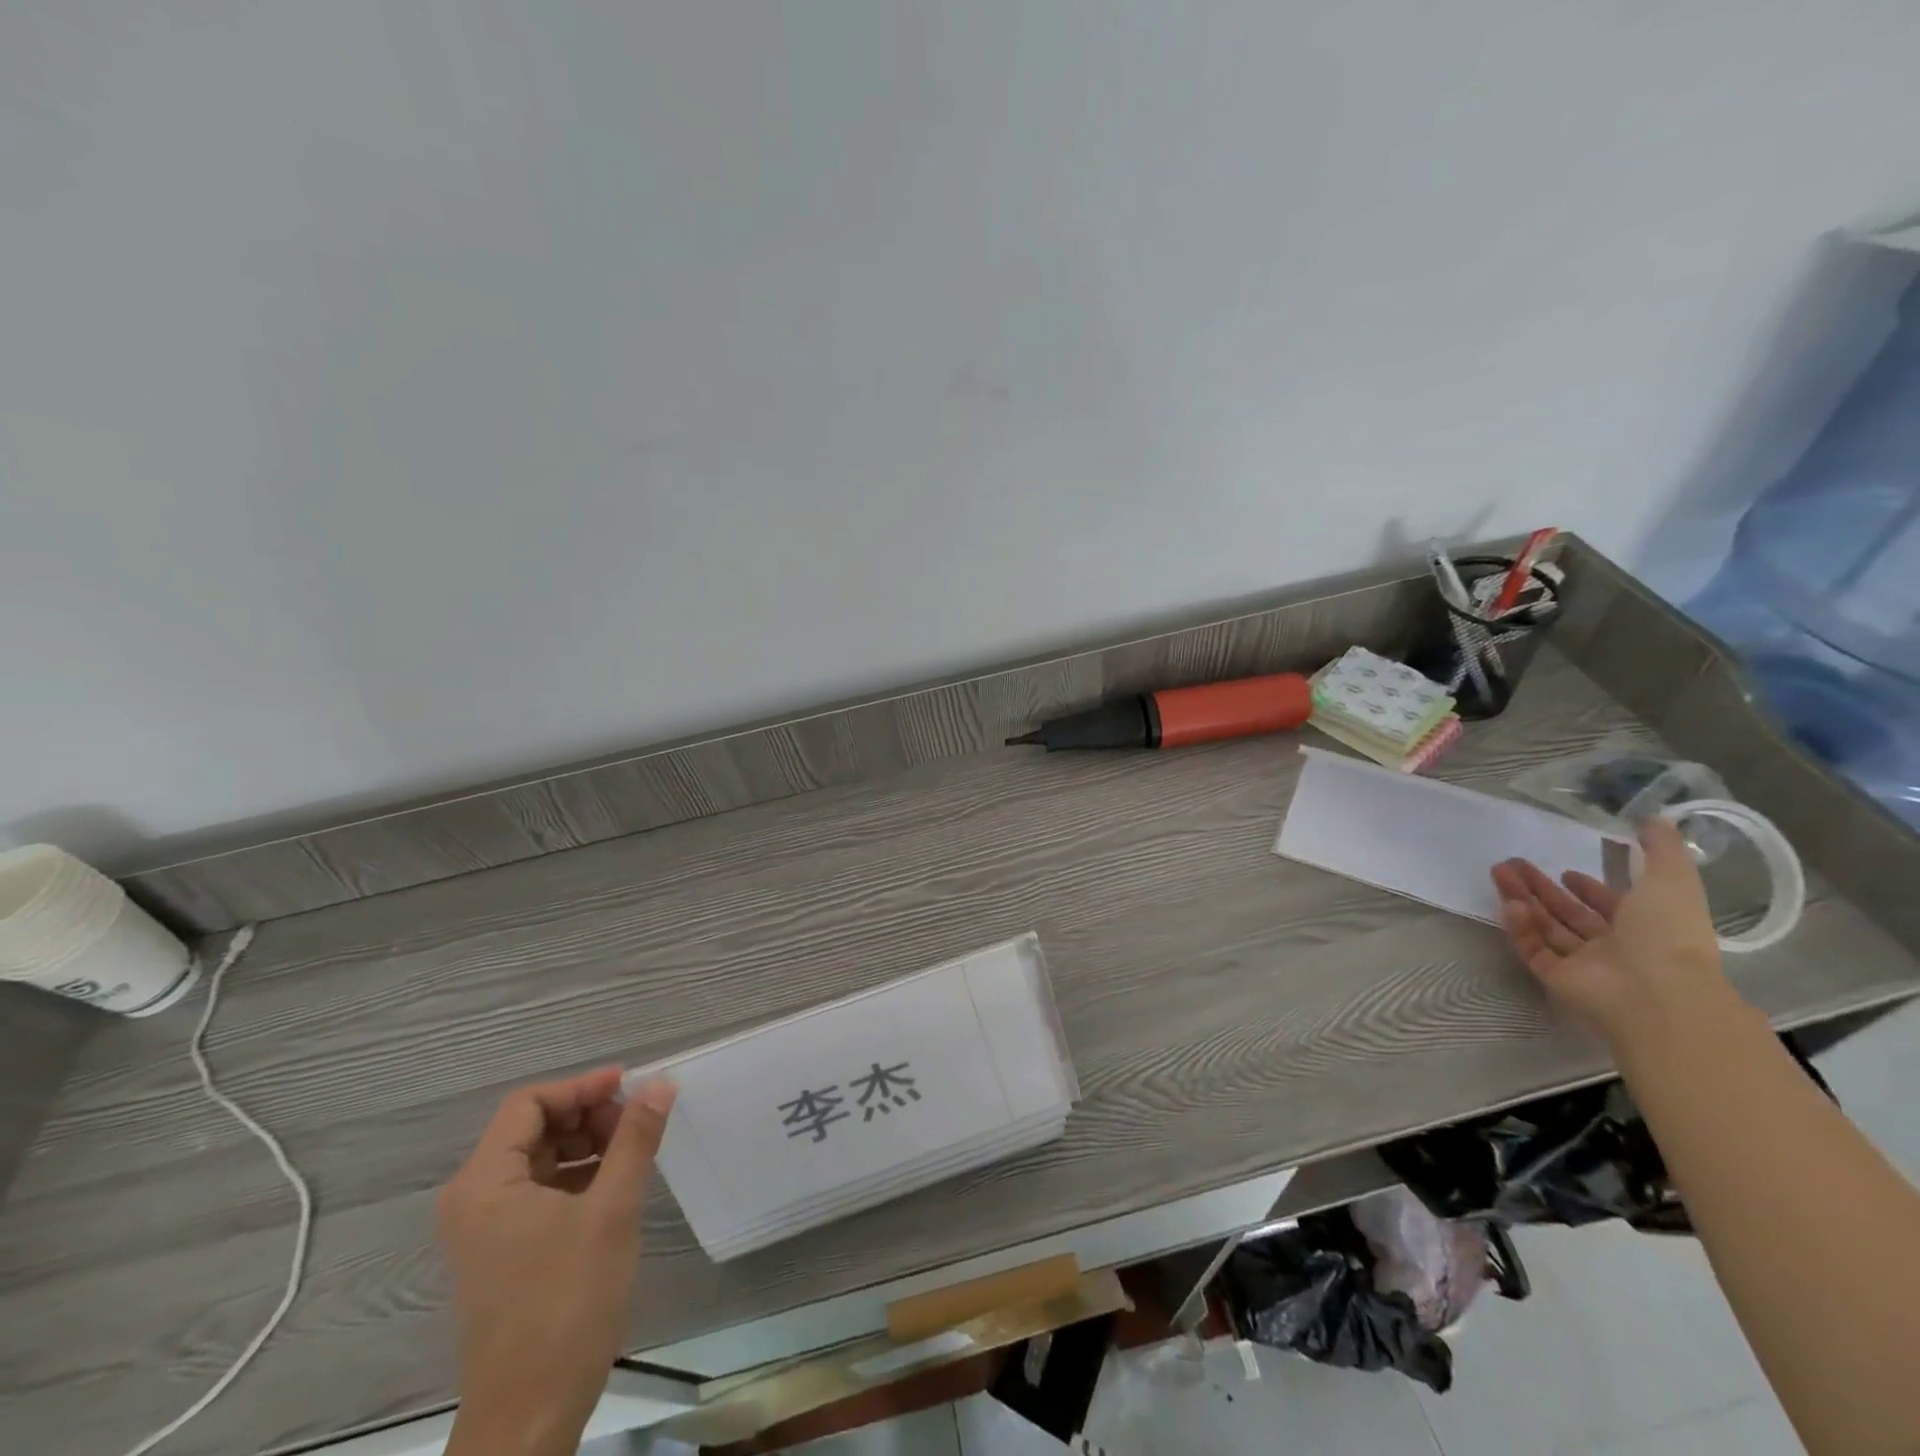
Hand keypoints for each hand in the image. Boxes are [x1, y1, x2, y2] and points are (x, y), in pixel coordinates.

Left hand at [437, 1068, 675, 1455]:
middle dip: (587, 1114)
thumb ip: (635, 1139)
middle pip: (532, 1127)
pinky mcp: (504, 1251)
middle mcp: (474, 1199)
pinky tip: (616, 1183)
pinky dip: (578, 1174)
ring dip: (587, 1143)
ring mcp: (486, 1229)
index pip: (529, 1104)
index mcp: (483, 1184)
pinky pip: (541, 1189)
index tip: (631, 1086)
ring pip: (540, 1157)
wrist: (530, 1416)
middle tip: (636, 1122)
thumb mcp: (611, 1211)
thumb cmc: (566, 1304)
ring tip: (633, 1150)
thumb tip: (660, 1082)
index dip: (581, 1086)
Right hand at [1490, 816, 1734, 1051]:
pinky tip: (1510, 904)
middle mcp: (1616, 947)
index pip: (1611, 906)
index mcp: (1646, 928)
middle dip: (1540, 887)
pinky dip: (1521, 927)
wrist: (1656, 992)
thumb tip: (1656, 817)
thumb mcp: (1672, 880)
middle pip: (1569, 914)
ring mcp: (1585, 965)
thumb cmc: (1667, 934)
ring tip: (1498, 872)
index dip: (1590, 889)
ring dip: (1522, 899)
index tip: (1567, 872)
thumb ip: (1661, 849)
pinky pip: (1534, 948)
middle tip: (1511, 863)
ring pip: (1546, 927)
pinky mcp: (1557, 978)